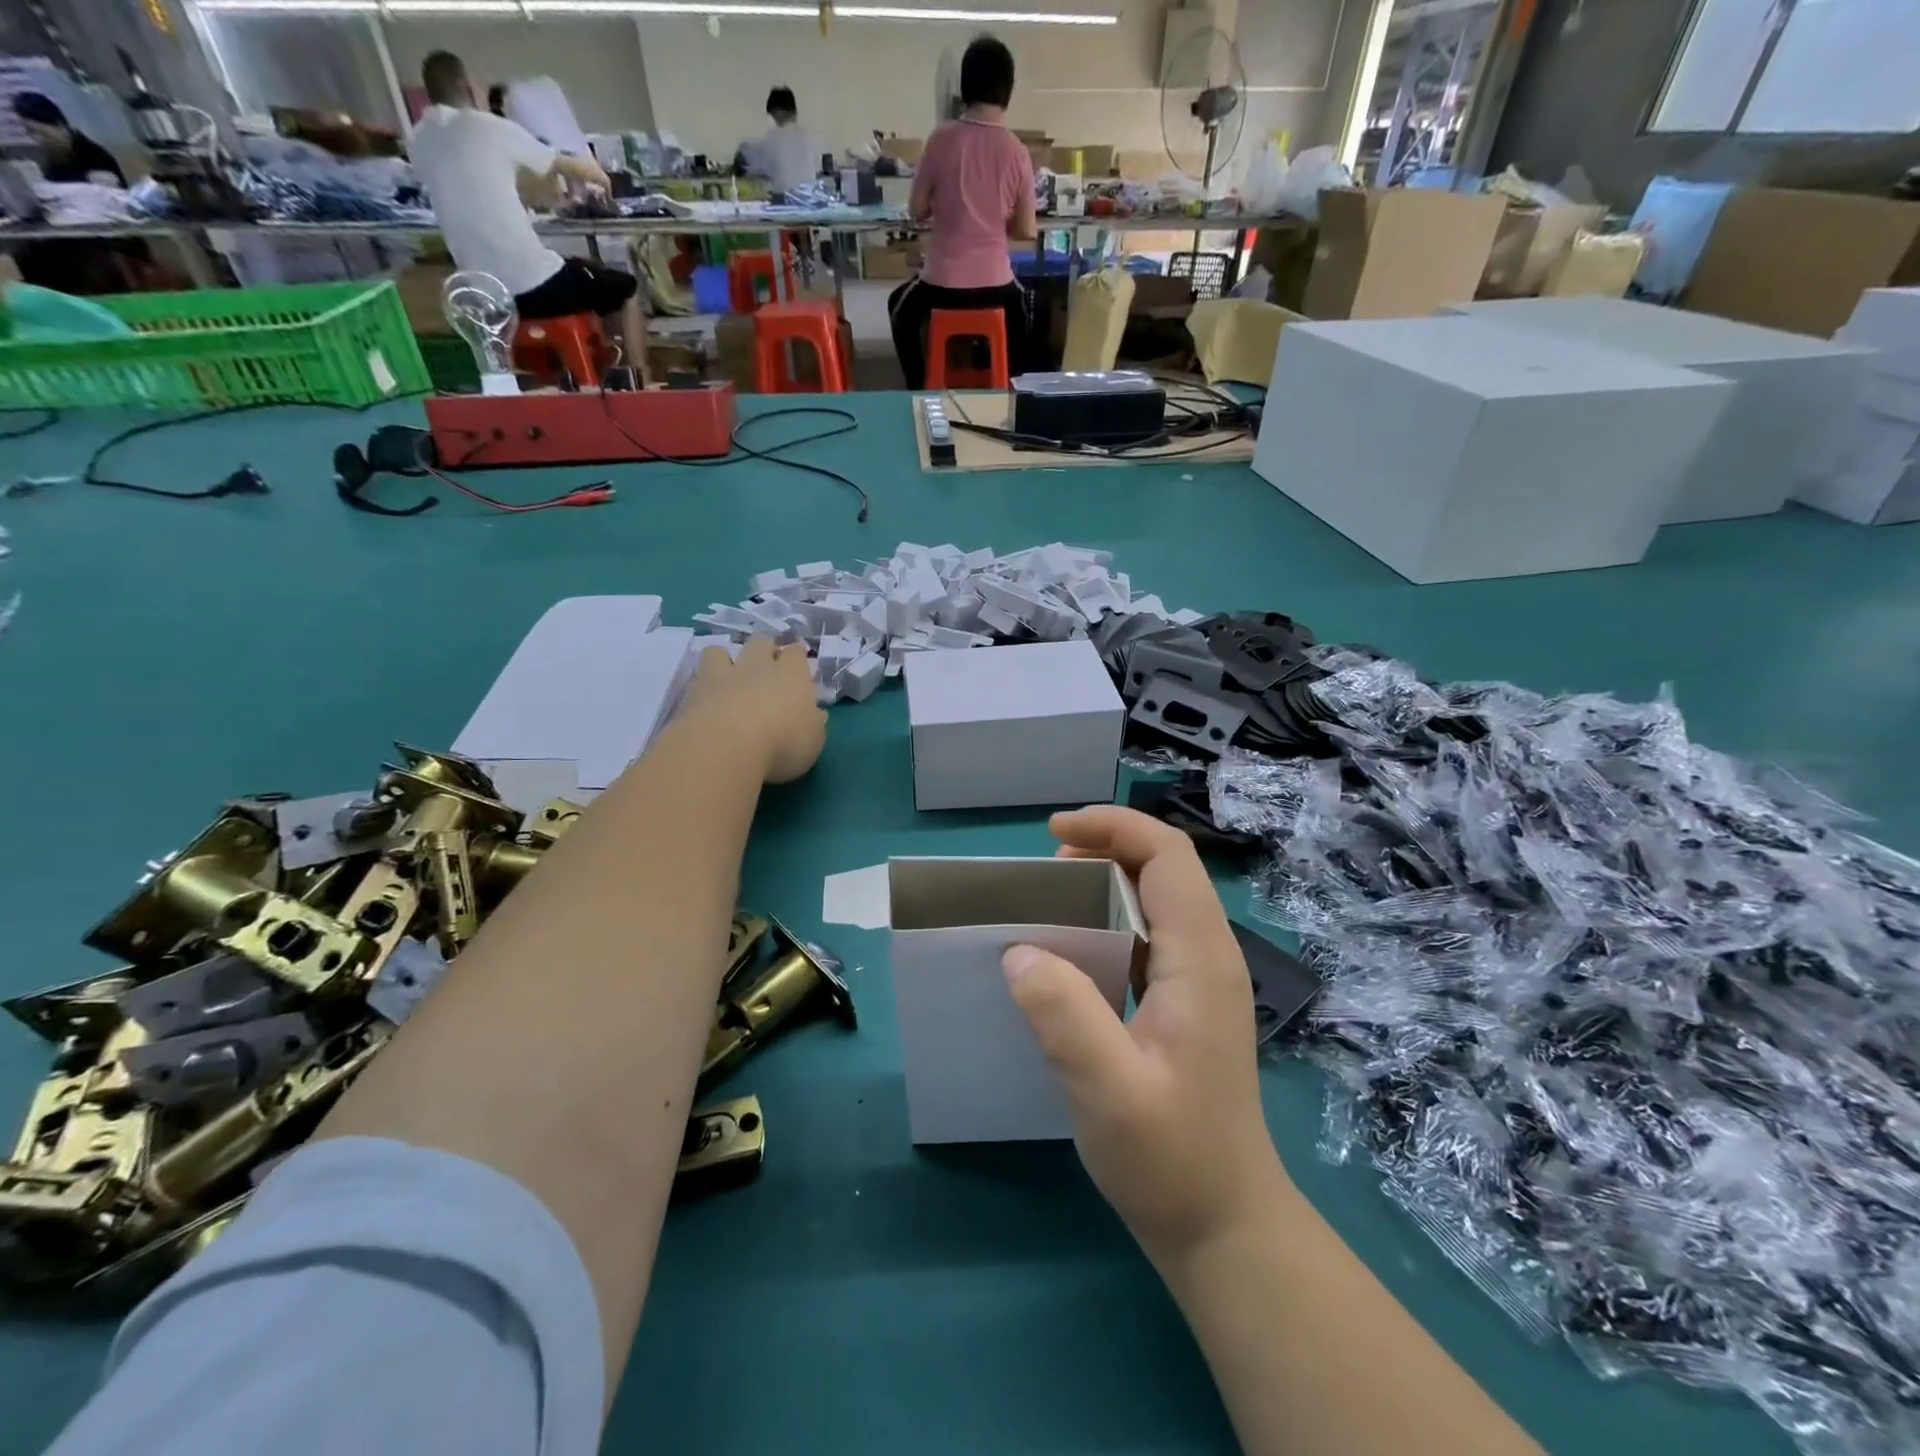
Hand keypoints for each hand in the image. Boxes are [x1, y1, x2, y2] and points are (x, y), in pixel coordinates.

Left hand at [680, 638, 826, 783]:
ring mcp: (724, 675)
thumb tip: (815, 714)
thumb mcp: (813, 741)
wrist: (727, 747)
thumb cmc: (783, 743)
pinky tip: (706, 696)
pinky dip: (703, 681)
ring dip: (725, 658)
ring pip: (721, 650)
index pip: (796, 653)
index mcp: (792, 675)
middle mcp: (758, 667)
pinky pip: (698, 674)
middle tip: (766, 666)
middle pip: (761, 642)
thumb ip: (813, 724)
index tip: (797, 664)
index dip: (796, 656)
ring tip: (728, 675)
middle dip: (764, 648)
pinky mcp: (695, 691)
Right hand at [1001, 807, 1288, 1265]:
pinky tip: (1072, 952)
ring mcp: (1202, 980)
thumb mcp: (1109, 1091)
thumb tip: (1018, 952)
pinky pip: (1149, 935)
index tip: (1053, 833)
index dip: (1113, 827)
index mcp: (1200, 959)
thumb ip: (1064, 1016)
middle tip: (1043, 871)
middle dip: (1104, 848)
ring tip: (1049, 901)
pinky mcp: (1187, 1003)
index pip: (1167, 857)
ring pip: (1157, 899)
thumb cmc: (1172, 1160)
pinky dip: (1108, 920)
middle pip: (1164, 868)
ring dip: (1104, 883)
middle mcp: (1209, 956)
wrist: (1225, 1226)